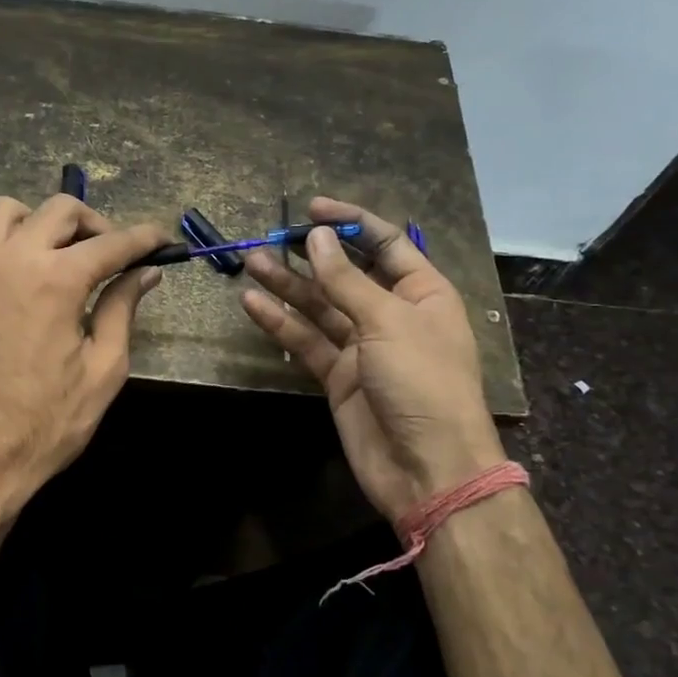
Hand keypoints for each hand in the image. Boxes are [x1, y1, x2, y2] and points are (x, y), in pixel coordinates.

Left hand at [0, 193, 166, 515]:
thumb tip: (144, 272)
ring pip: (5, 211)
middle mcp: (12, 259)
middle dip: (95, 223)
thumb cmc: (45, 423)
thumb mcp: (102, 371)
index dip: (145, 238)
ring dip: (38, 222)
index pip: (112, 242)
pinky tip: (3, 269)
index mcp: (57, 279)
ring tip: (54, 254)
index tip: (163, 240)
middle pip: (59, 209)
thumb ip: (123, 310)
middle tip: (110, 254)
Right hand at [240, 198, 505, 521]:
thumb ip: (347, 280)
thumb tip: (318, 238)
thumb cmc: (423, 382)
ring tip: (251, 262)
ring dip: (287, 286)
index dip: (351, 222)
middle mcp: (392, 315)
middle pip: (346, 274)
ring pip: (320, 307)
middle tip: (271, 237)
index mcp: (423, 293)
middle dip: (311, 255)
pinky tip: (253, 304)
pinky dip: (281, 324)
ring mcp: (363, 347)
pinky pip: (307, 341)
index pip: (385, 244)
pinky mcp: (338, 376)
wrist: (426, 467)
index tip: (312, 209)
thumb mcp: (388, 322)